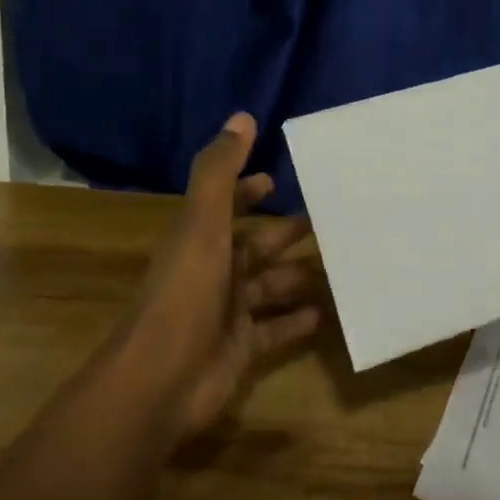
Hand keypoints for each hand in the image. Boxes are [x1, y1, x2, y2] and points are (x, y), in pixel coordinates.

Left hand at [118, 113, 325, 443]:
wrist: (161, 381)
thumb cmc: (185, 295)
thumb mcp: (202, 225)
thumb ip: (221, 173)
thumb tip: (242, 118)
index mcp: (199, 241)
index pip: (225, 207)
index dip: (247, 192)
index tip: (276, 179)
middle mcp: (213, 273)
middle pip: (254, 247)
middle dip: (283, 234)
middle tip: (326, 222)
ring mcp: (227, 313)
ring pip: (269, 286)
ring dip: (296, 276)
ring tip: (339, 265)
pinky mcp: (242, 348)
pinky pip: (276, 328)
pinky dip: (298, 320)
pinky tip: (325, 313)